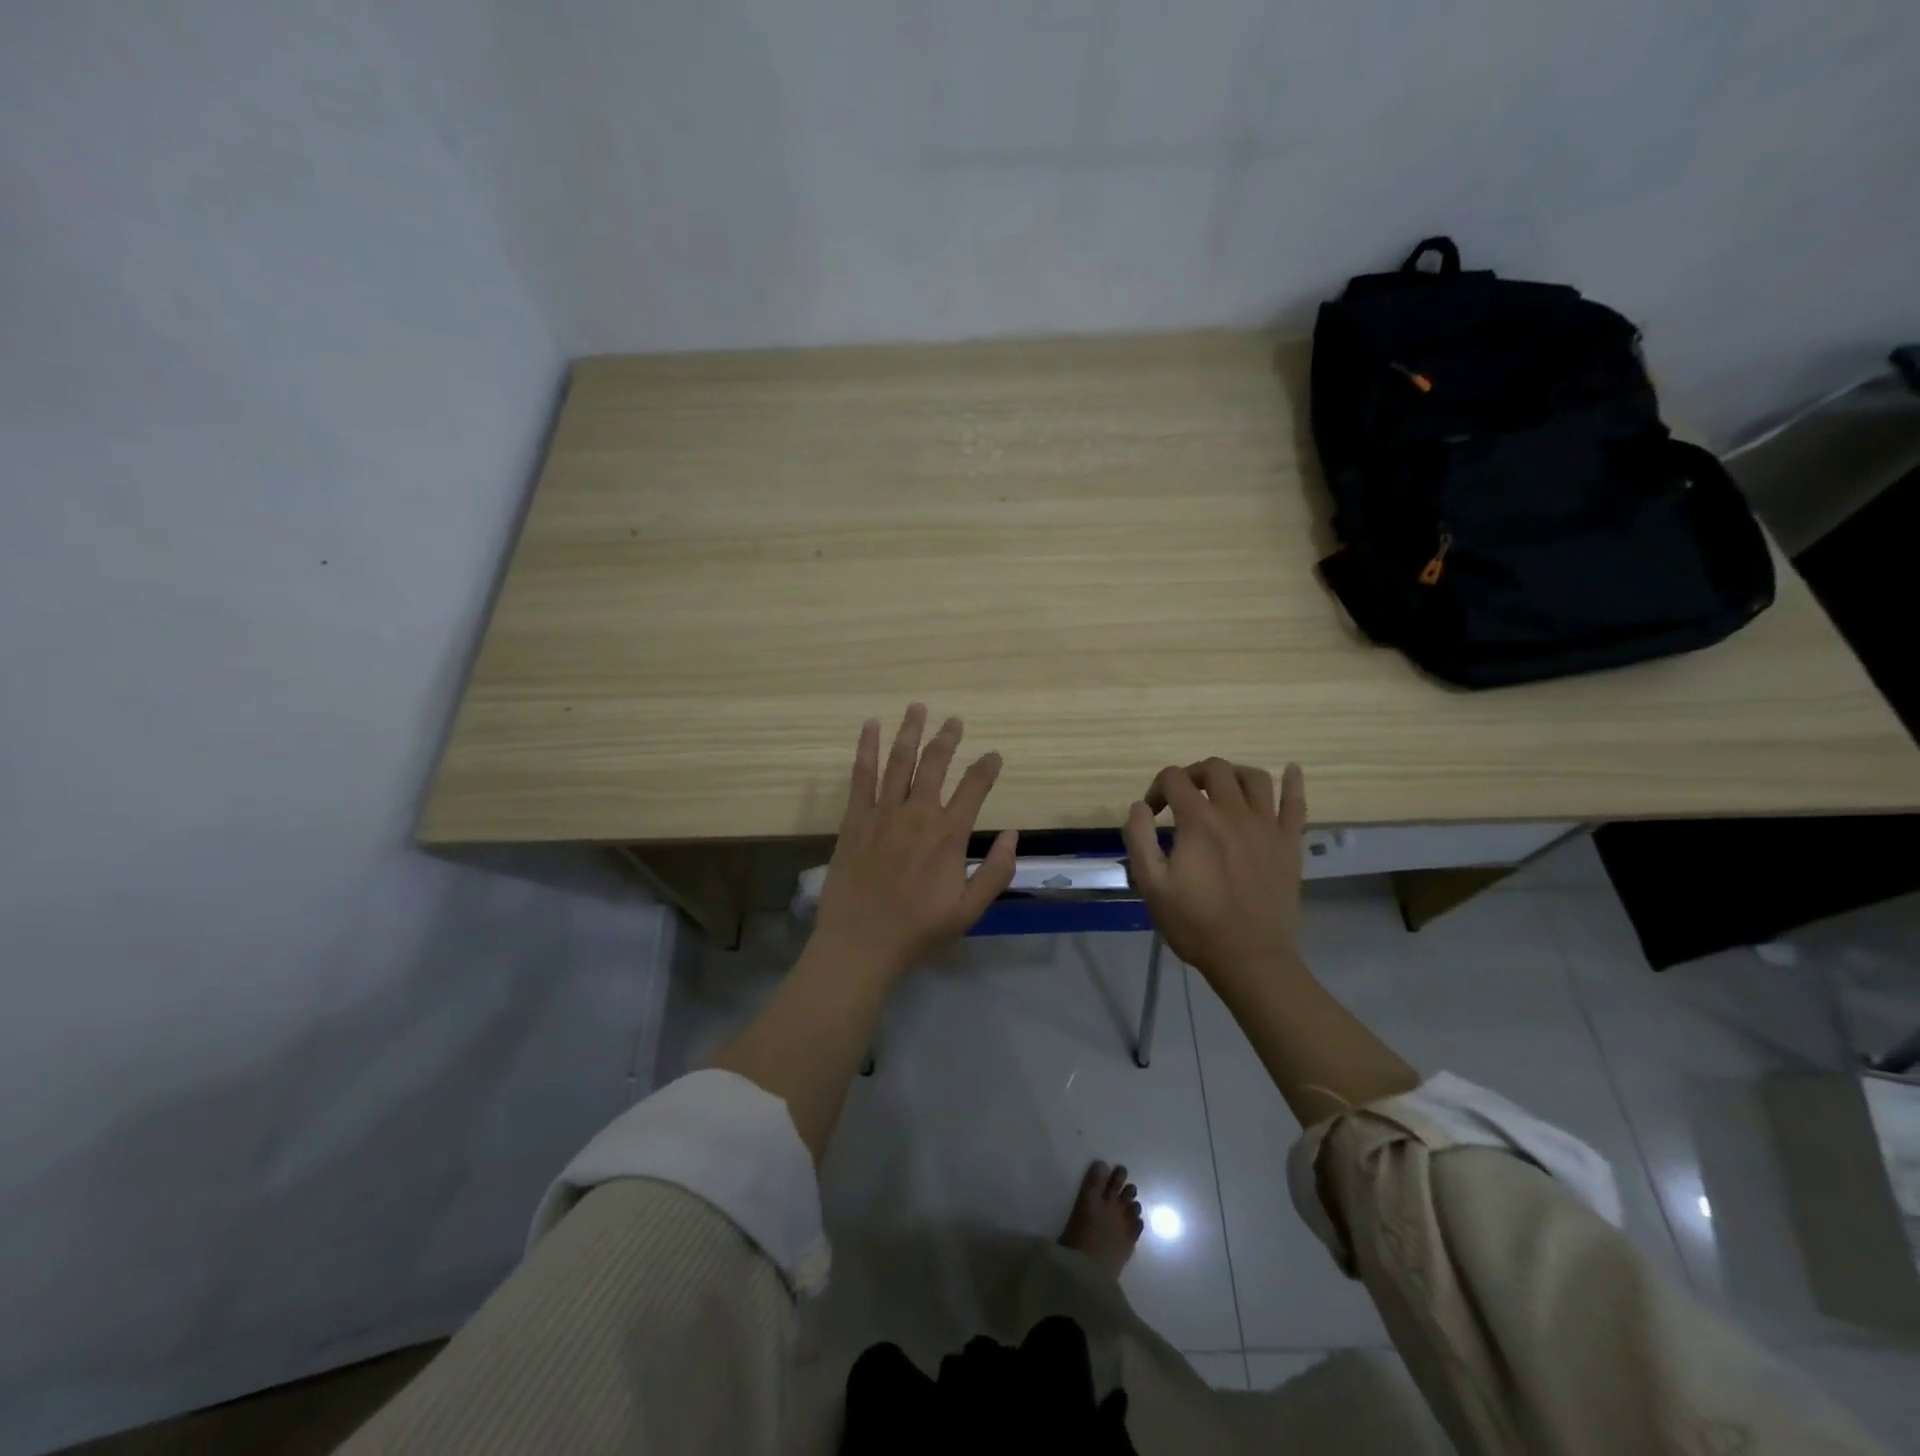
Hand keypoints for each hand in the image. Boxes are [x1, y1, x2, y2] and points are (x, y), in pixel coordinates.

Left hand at [812, 704, 1017, 979]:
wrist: (861, 942)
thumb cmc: (918, 929)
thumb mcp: (969, 910)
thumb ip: (996, 871)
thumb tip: (1014, 834)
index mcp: (948, 834)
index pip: (974, 788)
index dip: (987, 768)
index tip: (994, 756)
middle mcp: (918, 813)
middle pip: (935, 764)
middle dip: (947, 739)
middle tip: (955, 721)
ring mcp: (883, 812)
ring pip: (900, 761)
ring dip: (910, 731)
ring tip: (917, 708)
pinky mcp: (855, 818)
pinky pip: (861, 776)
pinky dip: (867, 749)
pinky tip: (870, 726)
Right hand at [1121, 758, 1307, 988]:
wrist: (1250, 958)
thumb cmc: (1195, 924)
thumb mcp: (1151, 885)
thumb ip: (1139, 838)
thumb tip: (1140, 805)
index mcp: (1198, 821)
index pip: (1174, 779)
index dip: (1157, 789)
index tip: (1152, 814)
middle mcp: (1234, 812)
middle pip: (1215, 769)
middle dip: (1193, 775)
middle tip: (1183, 798)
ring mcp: (1267, 826)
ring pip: (1254, 777)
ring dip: (1233, 775)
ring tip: (1222, 790)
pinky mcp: (1289, 843)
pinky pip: (1297, 803)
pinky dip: (1293, 781)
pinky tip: (1292, 769)